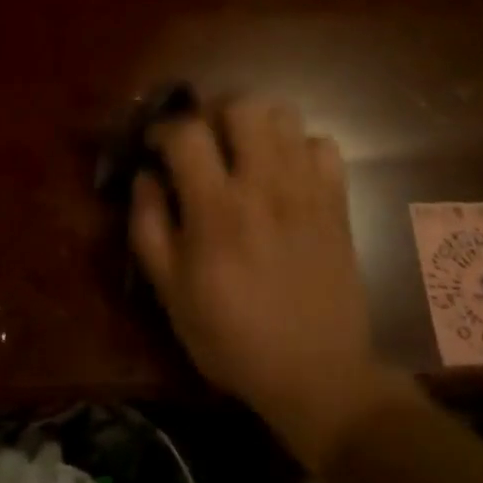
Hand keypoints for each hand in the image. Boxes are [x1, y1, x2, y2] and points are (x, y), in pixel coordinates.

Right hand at [130, 97, 424, 471]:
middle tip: (205, 140)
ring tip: (244, 151)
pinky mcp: (337, 202)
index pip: (187, 133)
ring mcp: (307, 190)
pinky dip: (300, 148)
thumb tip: (145, 176)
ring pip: (285, 115)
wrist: (318, 377)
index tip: (156, 147)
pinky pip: (323, 144)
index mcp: (217, 209)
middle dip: (214, 113)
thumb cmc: (232, 337)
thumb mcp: (170, 292)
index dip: (164, 129)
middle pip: (242, 106)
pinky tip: (286, 174)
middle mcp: (264, 186)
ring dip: (257, 124)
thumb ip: (149, 226)